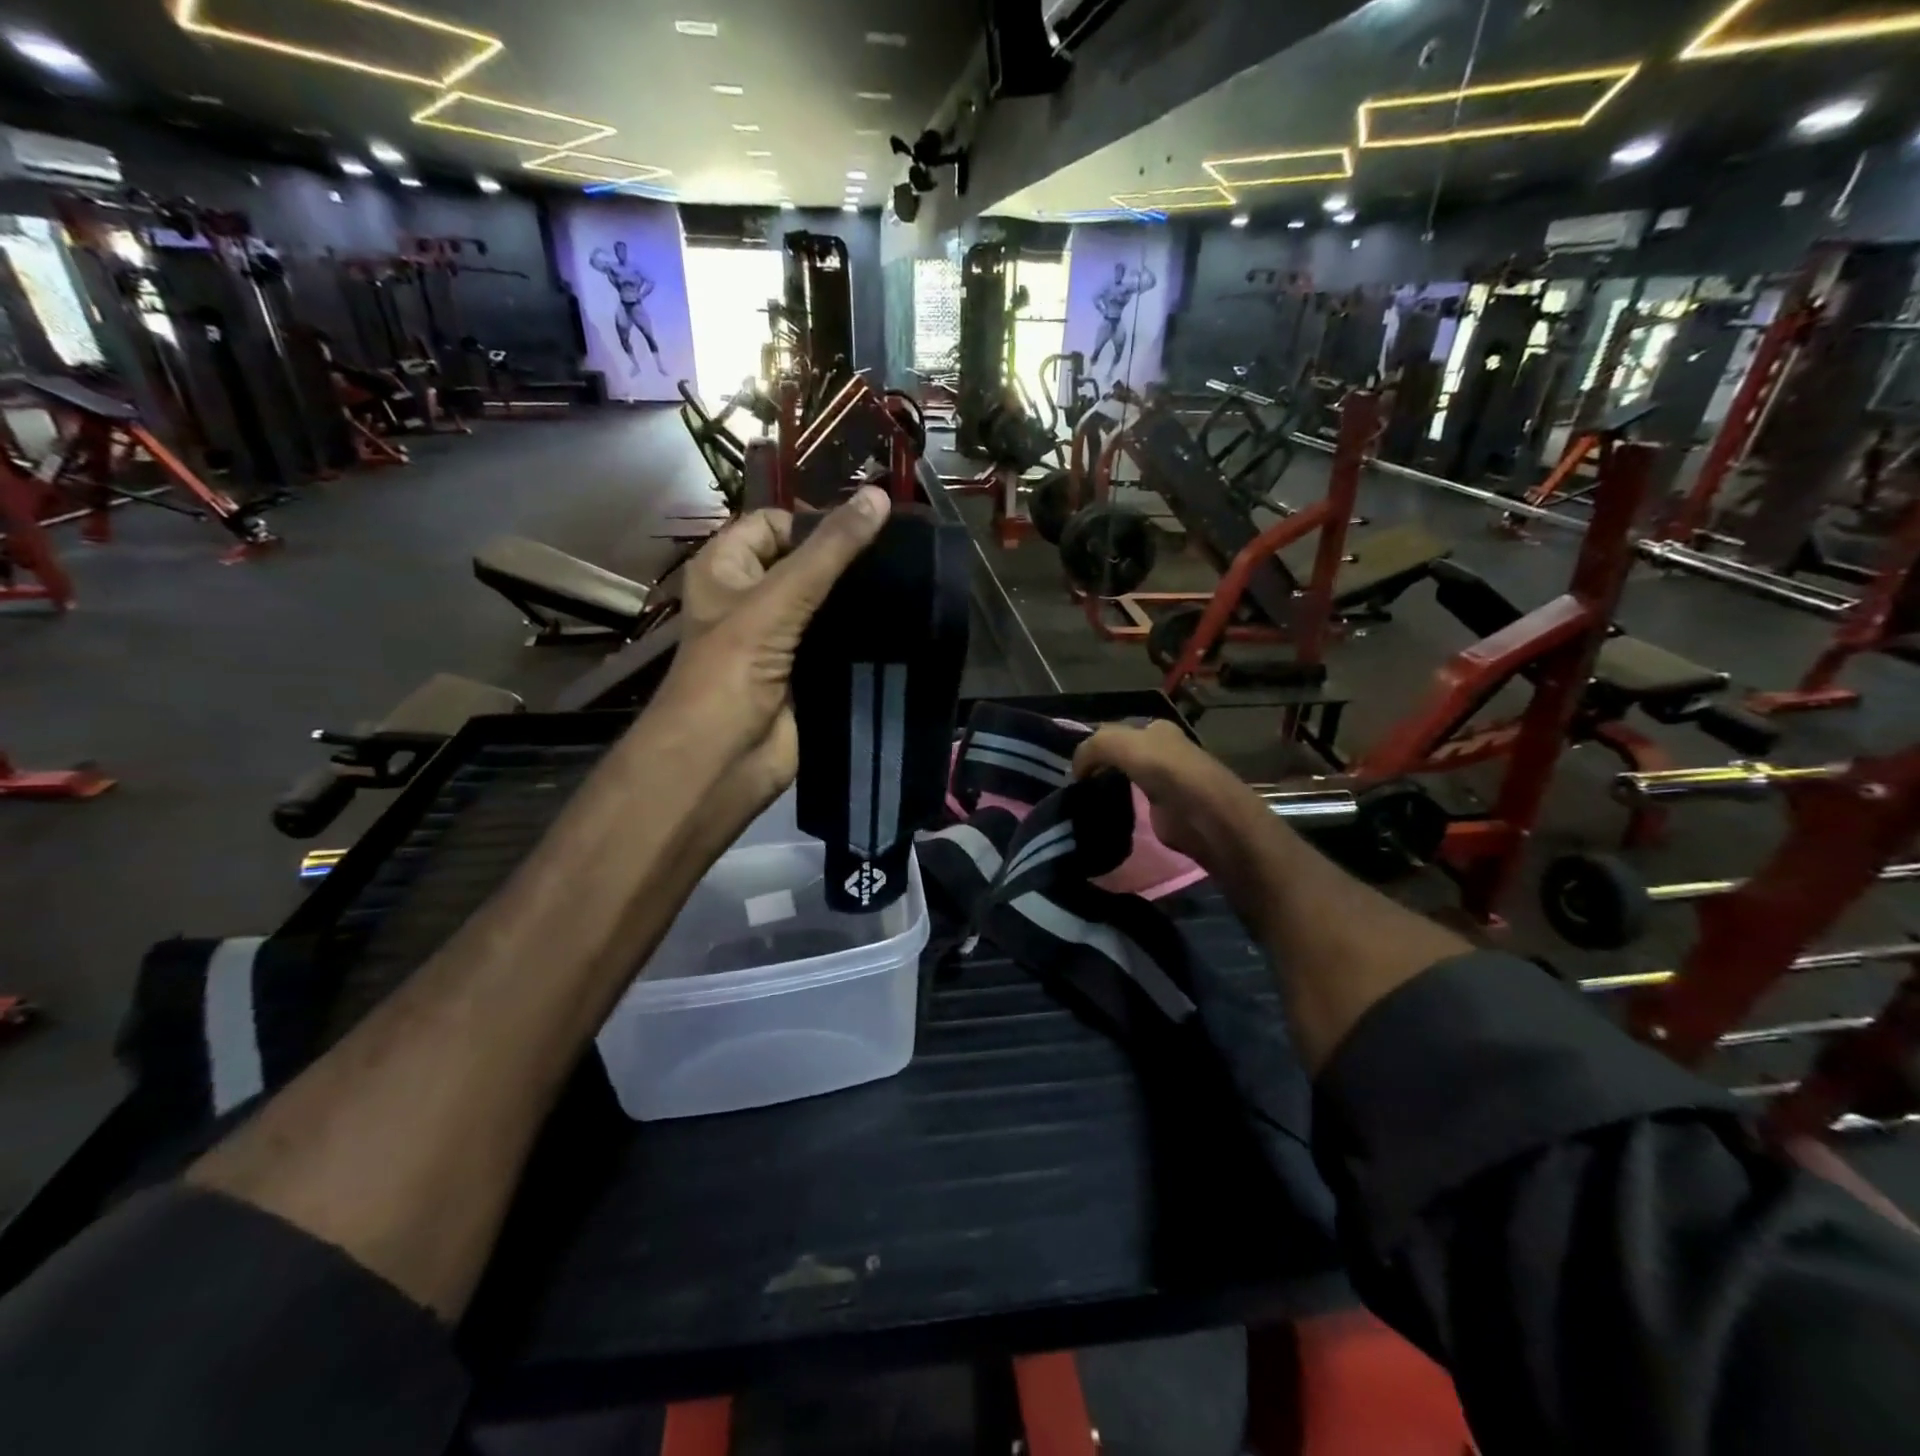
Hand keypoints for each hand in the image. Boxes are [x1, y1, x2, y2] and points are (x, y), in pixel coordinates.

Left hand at [641, 487, 891, 850]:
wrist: (722, 761)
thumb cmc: (731, 670)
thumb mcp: (778, 599)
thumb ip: (830, 551)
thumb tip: (879, 496)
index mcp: (726, 569)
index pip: (774, 523)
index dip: (815, 520)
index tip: (868, 528)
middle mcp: (751, 599)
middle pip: (805, 563)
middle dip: (846, 560)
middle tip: (900, 557)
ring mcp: (781, 639)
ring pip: (826, 605)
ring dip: (860, 600)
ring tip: (910, 585)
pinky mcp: (807, 674)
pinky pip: (839, 644)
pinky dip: (864, 636)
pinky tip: (902, 626)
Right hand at [1073, 721, 1288, 930]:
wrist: (1207, 815)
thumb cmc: (1166, 771)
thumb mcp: (1121, 744)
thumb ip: (1092, 747)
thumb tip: (1076, 770)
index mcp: (1156, 729)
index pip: (1113, 732)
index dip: (1092, 747)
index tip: (1073, 768)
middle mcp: (1163, 750)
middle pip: (1120, 755)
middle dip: (1099, 766)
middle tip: (1076, 786)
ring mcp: (1166, 781)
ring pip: (1125, 778)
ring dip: (1106, 787)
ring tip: (1084, 801)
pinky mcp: (1166, 811)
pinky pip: (1133, 803)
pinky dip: (1119, 806)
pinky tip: (1106, 814)